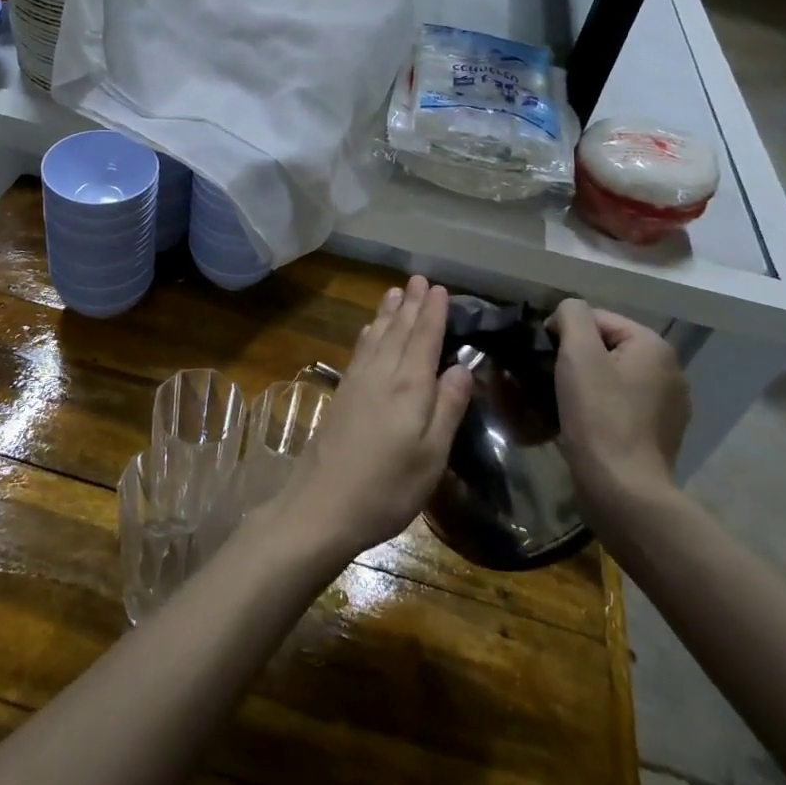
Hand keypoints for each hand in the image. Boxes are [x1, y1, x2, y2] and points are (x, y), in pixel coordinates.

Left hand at [272, 276, 474, 567]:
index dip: (433, 312)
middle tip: (419, 279)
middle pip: (398, 330)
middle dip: (411, 304)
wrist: (322, 505)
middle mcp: (381, 375)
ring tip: (395, 292)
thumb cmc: (387, 488)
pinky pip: (360, 350)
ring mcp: (357, 383)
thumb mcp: (432, 455)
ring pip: (376, 336)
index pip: (424, 338)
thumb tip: (463, 367)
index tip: (439, 288)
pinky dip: (369, 333)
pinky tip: (369, 331)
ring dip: (387, 313)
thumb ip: (447, 407)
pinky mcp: (342, 395)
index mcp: (408, 387)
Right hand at [548, 301, 689, 521]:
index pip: (597, 318)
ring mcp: (669, 405)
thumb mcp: (578, 353)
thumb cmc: (598, 415)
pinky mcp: (659, 433)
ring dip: (587, 383)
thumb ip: (572, 315)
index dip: (564, 332)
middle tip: (549, 380)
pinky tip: (584, 423)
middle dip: (577, 358)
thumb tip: (566, 313)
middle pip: (607, 347)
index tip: (543, 357)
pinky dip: (602, 407)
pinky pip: (622, 405)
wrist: (623, 489)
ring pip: (614, 377)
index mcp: (654, 346)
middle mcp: (670, 370)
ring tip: (563, 402)